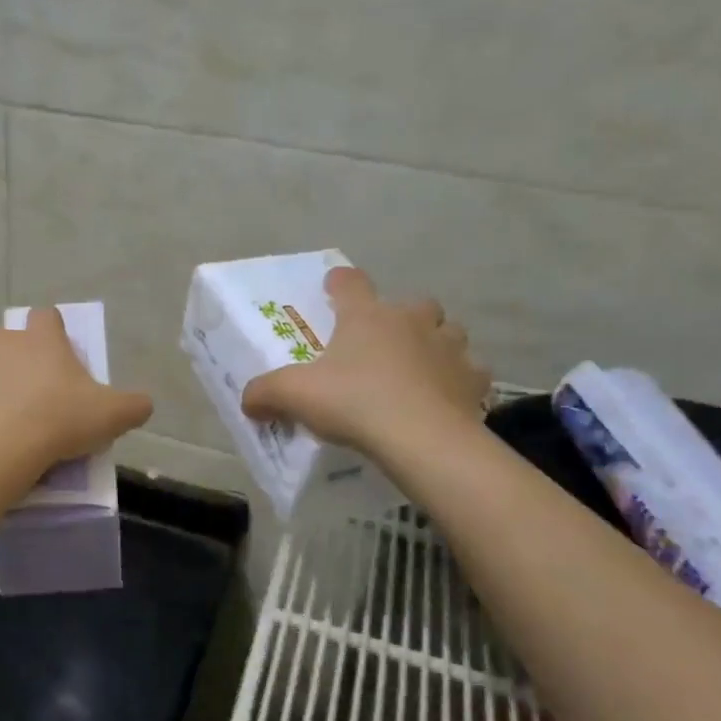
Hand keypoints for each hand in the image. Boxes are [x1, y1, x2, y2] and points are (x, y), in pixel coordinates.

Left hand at [0, 308, 153, 467]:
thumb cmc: (58, 420)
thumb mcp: (111, 416)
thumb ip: (134, 406)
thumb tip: (144, 404)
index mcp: (41, 337)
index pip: (48, 317)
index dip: (55, 334)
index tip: (61, 359)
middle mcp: (1, 338)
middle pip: (9, 338)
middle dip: (18, 358)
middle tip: (33, 393)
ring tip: (5, 416)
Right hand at [241, 266, 489, 457]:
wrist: (421, 438)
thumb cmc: (354, 403)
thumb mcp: (295, 396)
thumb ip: (266, 393)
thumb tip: (247, 400)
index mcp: (366, 316)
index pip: (350, 283)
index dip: (339, 283)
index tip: (333, 287)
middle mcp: (411, 321)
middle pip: (413, 303)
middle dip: (401, 316)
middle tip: (384, 341)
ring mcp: (448, 348)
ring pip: (448, 332)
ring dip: (436, 343)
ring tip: (420, 368)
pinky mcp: (473, 380)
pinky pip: (469, 373)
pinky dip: (458, 381)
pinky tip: (445, 398)